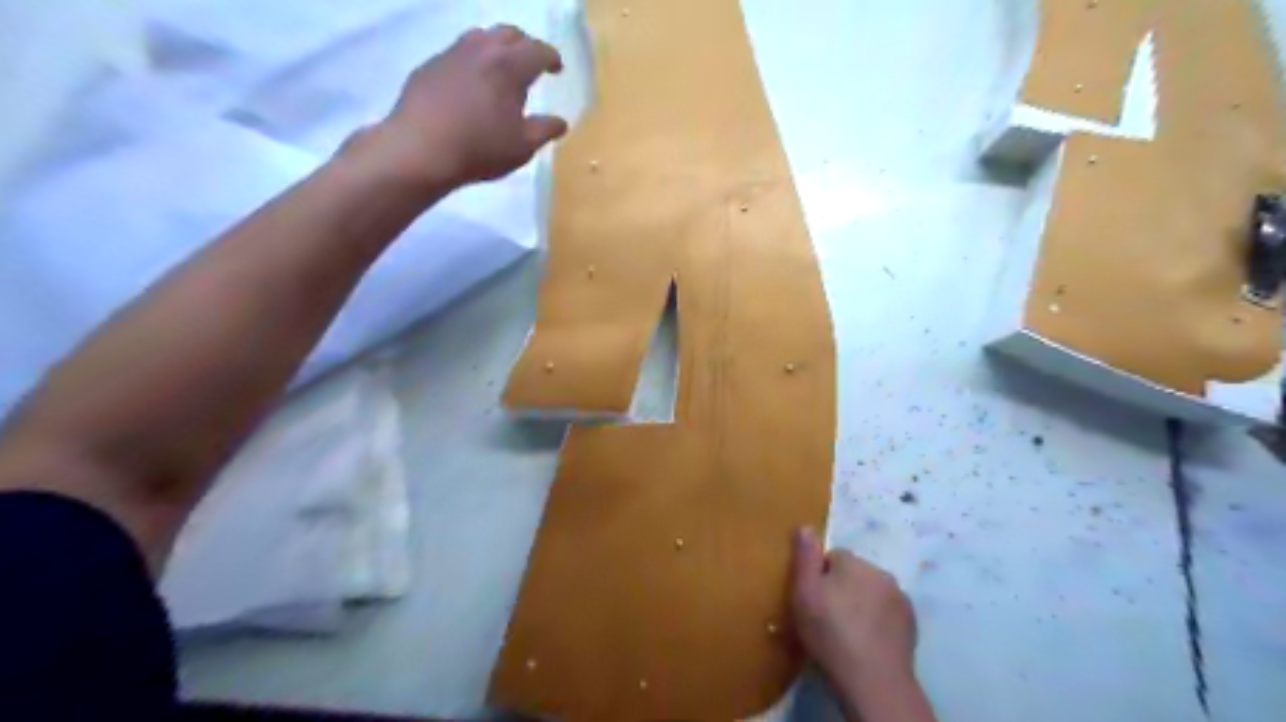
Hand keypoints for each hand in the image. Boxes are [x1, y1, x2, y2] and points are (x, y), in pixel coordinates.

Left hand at [354, 25, 565, 190]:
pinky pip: (456, 54)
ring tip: (499, 70)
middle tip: (531, 63)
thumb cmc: (480, 149)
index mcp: (510, 66)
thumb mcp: (522, 147)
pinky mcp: (429, 67)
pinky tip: (470, 86)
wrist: (420, 150)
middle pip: (508, 33)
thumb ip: (545, 130)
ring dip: (496, 48)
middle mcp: (481, 50)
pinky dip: (471, 62)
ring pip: (479, 38)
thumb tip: (561, 122)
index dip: (551, 58)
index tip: (557, 69)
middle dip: (524, 45)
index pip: (538, 50)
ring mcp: (451, 55)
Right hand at [789, 528, 929, 717]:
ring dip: (861, 603)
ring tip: (847, 632)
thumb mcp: (804, 593)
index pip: (833, 556)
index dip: (819, 577)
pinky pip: (887, 612)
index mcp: (853, 562)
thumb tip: (805, 526)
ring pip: (872, 592)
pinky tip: (867, 641)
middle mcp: (880, 572)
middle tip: (827, 617)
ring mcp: (900, 598)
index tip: (812, 599)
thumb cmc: (830, 633)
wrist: (873, 680)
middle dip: (842, 588)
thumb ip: (805, 557)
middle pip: (854, 573)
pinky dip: (878, 621)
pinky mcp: (911, 624)